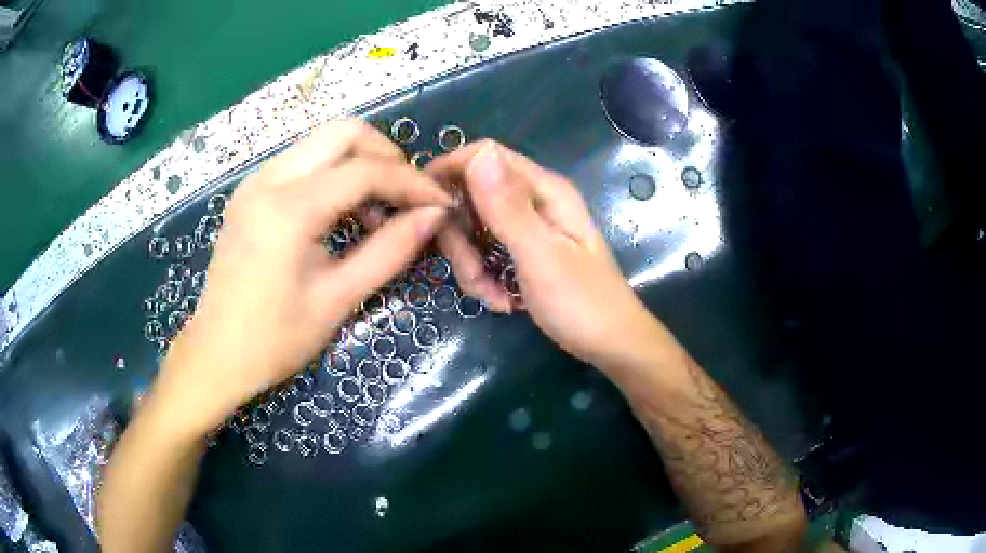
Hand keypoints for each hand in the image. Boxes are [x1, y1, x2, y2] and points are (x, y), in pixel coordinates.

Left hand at [154, 120, 452, 435]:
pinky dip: (333, 174)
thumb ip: (391, 250)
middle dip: (385, 156)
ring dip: (359, 163)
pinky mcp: (250, 191)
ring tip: (378, 210)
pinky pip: (302, 161)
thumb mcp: (339, 299)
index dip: (411, 183)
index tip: (441, 202)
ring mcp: (255, 181)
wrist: (217, 354)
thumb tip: (435, 215)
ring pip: (321, 142)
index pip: (365, 171)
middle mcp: (268, 180)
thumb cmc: (276, 338)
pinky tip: (343, 213)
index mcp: (288, 210)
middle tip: (407, 196)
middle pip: (342, 132)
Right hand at [427, 141, 675, 369]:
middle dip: (462, 240)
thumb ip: (508, 208)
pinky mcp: (521, 251)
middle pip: (472, 197)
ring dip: (473, 266)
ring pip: (473, 230)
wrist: (611, 345)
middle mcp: (532, 200)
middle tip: (475, 278)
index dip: (449, 173)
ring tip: (496, 298)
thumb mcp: (542, 257)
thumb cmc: (583, 305)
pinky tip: (502, 301)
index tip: (423, 210)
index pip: (484, 156)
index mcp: (543, 190)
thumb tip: (479, 154)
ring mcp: (526, 227)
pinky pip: (484, 253)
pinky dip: (484, 278)